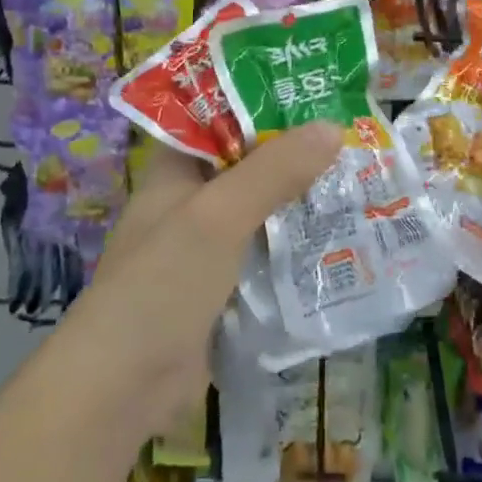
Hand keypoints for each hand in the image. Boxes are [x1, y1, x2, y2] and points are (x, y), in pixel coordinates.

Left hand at [64, 124, 341, 436]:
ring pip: (263, 210)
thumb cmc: (161, 283)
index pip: (220, 117)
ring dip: (302, 200)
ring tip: (360, 179)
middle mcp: (191, 201)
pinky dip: (297, 244)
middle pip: (249, 163)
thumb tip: (333, 127)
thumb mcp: (218, 216)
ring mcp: (207, 247)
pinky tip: (342, 236)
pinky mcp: (224, 288)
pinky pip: (267, 253)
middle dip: (296, 153)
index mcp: (176, 169)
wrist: (121, 389)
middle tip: (353, 136)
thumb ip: (274, 170)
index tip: (316, 91)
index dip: (263, 101)